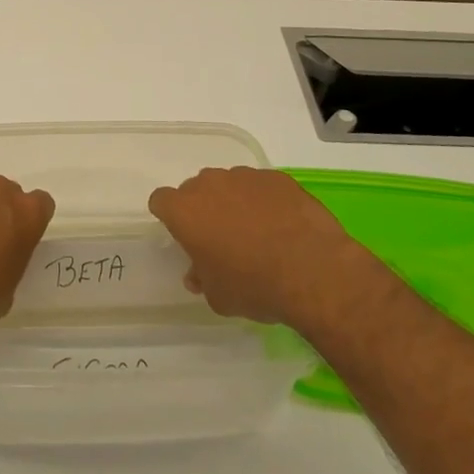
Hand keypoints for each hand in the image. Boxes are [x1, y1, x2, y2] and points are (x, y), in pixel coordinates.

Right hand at [149, 167, 357, 326]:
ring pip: (229, 184)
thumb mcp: (218, 296)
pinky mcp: (276, 177)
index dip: (170, 217)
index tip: (183, 235)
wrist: (312, 271)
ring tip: (257, 231)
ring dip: (234, 202)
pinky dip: (265, 201)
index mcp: (185, 211)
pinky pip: (261, 186)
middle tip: (221, 237)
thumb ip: (202, 278)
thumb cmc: (254, 285)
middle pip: (196, 189)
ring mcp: (245, 177)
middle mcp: (210, 184)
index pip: (161, 201)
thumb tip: (198, 273)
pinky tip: (282, 225)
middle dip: (203, 208)